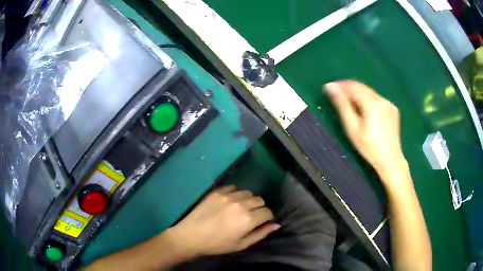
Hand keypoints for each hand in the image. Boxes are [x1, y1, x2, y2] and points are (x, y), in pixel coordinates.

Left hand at [171, 186, 279, 255]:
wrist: (191, 235)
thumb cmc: (218, 244)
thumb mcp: (241, 244)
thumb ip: (260, 234)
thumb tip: (276, 225)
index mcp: (248, 219)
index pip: (267, 212)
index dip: (267, 217)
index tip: (262, 221)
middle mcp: (241, 204)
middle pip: (260, 200)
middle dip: (259, 208)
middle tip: (250, 216)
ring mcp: (228, 196)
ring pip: (248, 193)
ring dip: (248, 200)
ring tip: (240, 208)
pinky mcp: (218, 191)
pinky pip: (234, 187)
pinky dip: (236, 193)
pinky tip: (229, 202)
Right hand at [324, 81, 407, 178]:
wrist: (390, 160)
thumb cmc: (369, 147)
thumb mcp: (352, 128)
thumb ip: (342, 106)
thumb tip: (330, 87)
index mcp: (372, 103)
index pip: (353, 86)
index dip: (340, 85)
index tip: (328, 88)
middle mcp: (382, 99)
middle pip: (362, 87)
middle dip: (348, 88)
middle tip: (336, 94)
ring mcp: (389, 103)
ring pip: (369, 92)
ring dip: (358, 93)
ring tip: (348, 102)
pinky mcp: (393, 108)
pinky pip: (377, 99)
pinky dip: (368, 99)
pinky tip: (364, 109)